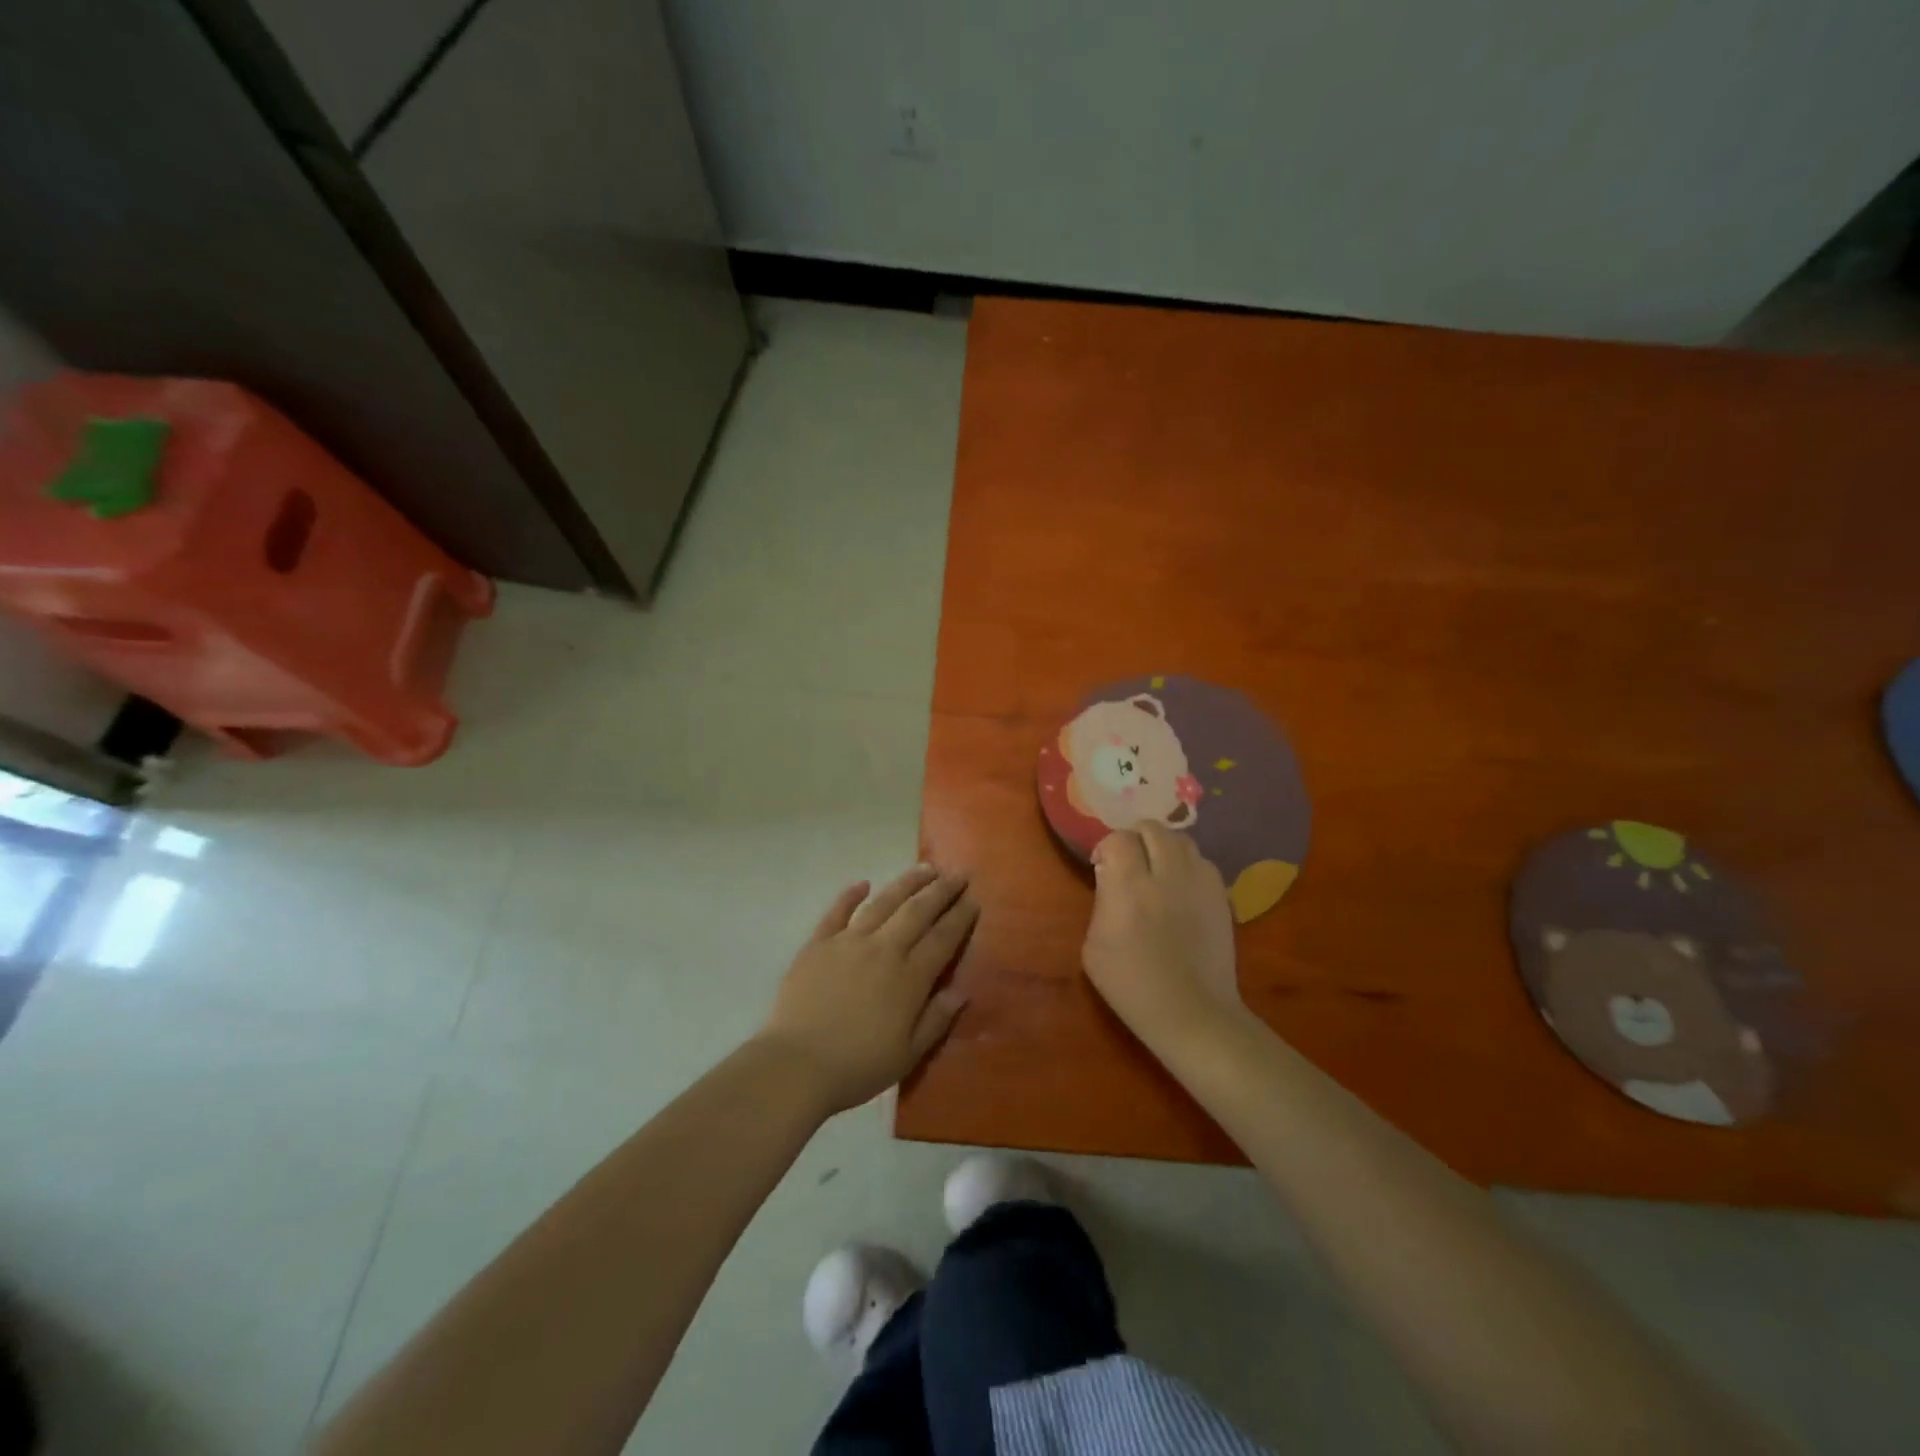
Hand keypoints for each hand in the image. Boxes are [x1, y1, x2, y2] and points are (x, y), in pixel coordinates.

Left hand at [757, 865, 976, 1113]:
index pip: (943, 938)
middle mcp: (883, 950)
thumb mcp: (908, 1055)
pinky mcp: (818, 944)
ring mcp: (848, 942)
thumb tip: (961, 991)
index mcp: (909, 978)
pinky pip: (837, 912)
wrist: (796, 1064)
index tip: (973, 899)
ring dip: (906, 883)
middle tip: (957, 873)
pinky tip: (862, 883)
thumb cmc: (857, 1066)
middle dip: (941, 890)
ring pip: (883, 903)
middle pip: (917, 911)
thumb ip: (936, 1019)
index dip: (960, 917)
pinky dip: (850, 895)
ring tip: (925, 868)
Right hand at [1083, 824, 1240, 1037]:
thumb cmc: (1132, 986)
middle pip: (1153, 829)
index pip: (1118, 839)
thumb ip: (1102, 902)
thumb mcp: (1093, 947)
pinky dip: (1188, 865)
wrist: (1192, 1013)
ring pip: (1182, 840)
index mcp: (1129, 887)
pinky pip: (1203, 862)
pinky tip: (1181, 888)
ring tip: (1157, 869)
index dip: (1107, 847)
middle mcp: (1167, 875)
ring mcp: (1200, 883)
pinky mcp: (1221, 896)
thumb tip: (1111, 878)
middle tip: (1130, 860)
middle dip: (1136, 837)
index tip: (1102, 866)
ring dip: (1164, 847)